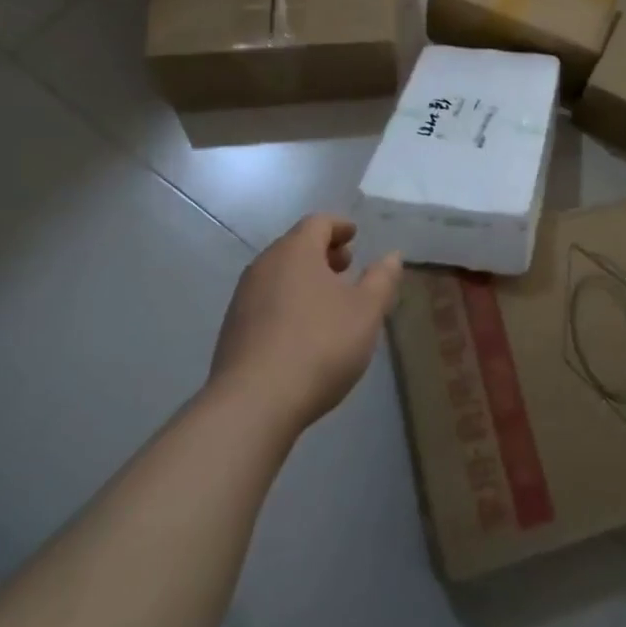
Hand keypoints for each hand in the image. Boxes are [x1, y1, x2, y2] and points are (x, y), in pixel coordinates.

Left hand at [208, 214, 403, 438]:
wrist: (253, 403)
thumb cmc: (319, 345)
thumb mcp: (366, 312)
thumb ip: (381, 280)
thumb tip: (392, 256)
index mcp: (296, 251)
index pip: (318, 223)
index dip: (339, 226)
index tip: (354, 235)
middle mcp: (264, 265)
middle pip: (295, 246)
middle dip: (322, 252)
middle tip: (346, 267)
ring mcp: (243, 297)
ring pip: (279, 274)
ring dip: (304, 278)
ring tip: (327, 301)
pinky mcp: (233, 329)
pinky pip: (266, 300)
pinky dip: (287, 301)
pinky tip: (302, 329)